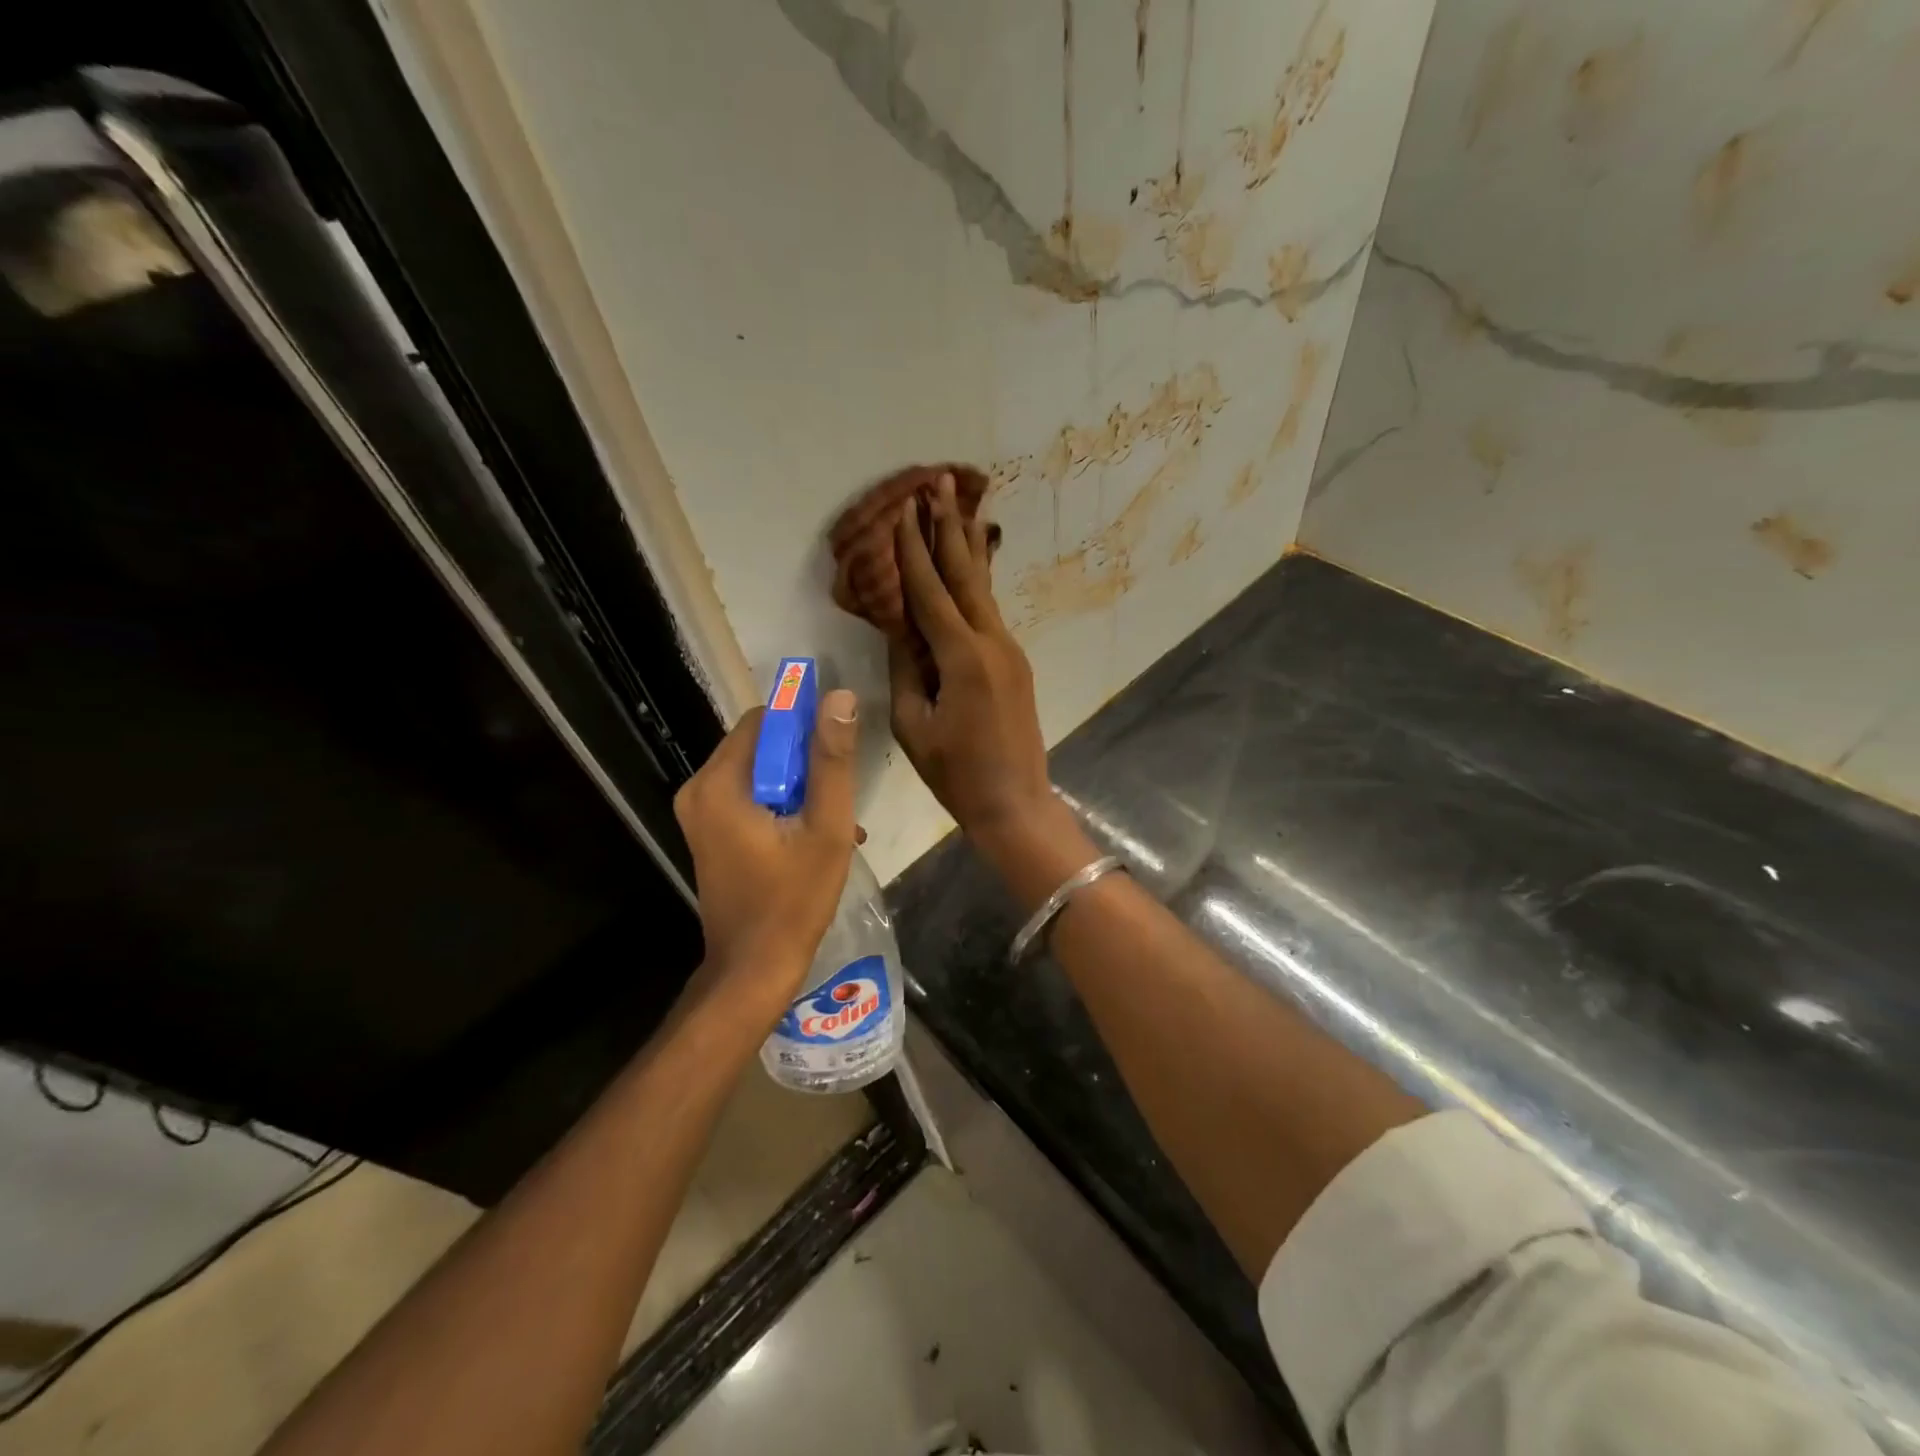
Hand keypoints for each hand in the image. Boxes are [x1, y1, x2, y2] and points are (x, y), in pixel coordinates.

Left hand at [673, 690, 861, 1007]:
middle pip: (759, 745)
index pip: (764, 720)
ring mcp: (699, 813)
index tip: (838, 748)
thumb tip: (840, 697)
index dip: (804, 724)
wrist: (753, 969)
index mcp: (720, 784)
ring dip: (798, 786)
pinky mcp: (708, 831)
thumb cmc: (794, 900)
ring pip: (758, 771)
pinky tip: (812, 833)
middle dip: (804, 761)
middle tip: (839, 794)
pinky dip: (780, 804)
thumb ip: (832, 761)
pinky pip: (748, 796)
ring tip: (835, 819)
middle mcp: (699, 789)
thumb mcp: (826, 828)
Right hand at [889, 472, 1065, 859]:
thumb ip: (906, 670)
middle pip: (966, 574)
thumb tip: (899, 629)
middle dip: (949, 527)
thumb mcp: (914, 725)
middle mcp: (992, 643)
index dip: (914, 550)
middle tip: (940, 482)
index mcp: (962, 658)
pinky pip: (990, 613)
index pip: (931, 591)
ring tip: (961, 505)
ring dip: (969, 547)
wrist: (1015, 803)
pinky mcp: (1015, 663)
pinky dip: (978, 583)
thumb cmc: (956, 773)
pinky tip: (975, 564)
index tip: (903, 510)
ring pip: (984, 589)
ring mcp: (1009, 651)